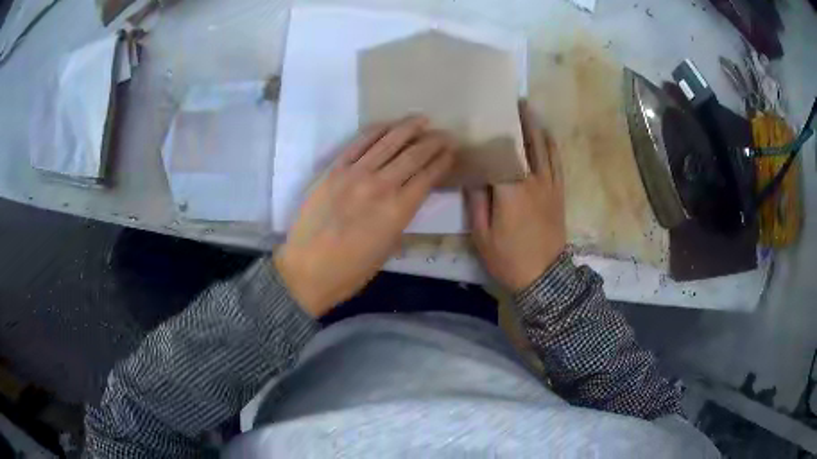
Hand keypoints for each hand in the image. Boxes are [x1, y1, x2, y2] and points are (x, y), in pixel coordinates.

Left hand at [275, 117, 455, 316]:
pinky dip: (377, 131)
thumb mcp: (389, 248)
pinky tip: (388, 125)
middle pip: (413, 155)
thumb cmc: (351, 270)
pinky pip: (359, 143)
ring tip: (422, 119)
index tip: (452, 151)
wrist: (307, 270)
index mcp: (398, 210)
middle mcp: (381, 185)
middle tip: (445, 134)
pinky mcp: (334, 169)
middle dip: (434, 141)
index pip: (428, 176)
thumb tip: (411, 194)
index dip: (443, 161)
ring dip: (409, 127)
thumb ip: (402, 216)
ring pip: (388, 142)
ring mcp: (355, 174)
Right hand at [465, 101, 565, 292]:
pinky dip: (551, 145)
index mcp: (511, 190)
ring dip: (536, 126)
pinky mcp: (558, 193)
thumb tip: (473, 173)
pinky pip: (557, 163)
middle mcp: (533, 181)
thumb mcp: (482, 235)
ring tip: (528, 108)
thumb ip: (476, 201)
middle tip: (510, 100)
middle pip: (526, 143)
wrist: (544, 277)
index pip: (501, 153)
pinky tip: (547, 135)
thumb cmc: (509, 258)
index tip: (484, 115)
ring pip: (544, 148)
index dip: (493, 133)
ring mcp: (550, 186)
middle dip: (518, 120)